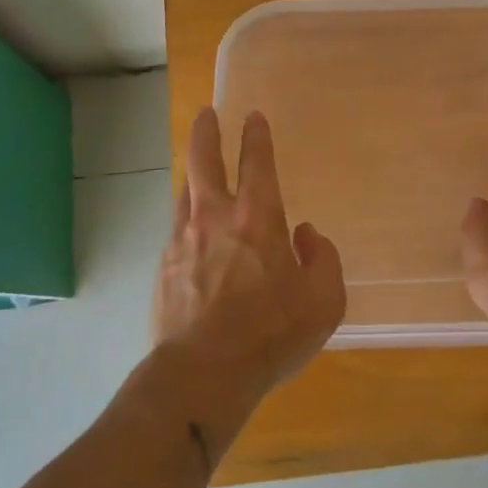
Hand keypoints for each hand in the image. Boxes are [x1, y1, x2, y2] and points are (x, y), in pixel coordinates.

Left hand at [153, 107, 346, 399]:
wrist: (202, 373)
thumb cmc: (270, 334)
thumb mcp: (323, 301)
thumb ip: (322, 259)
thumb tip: (305, 234)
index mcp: (258, 218)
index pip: (256, 161)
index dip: (256, 135)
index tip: (253, 117)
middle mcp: (215, 217)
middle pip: (203, 160)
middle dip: (205, 132)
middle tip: (205, 114)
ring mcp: (183, 240)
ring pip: (185, 192)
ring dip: (193, 175)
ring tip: (197, 172)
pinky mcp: (163, 268)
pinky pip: (177, 230)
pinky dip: (187, 220)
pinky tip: (191, 235)